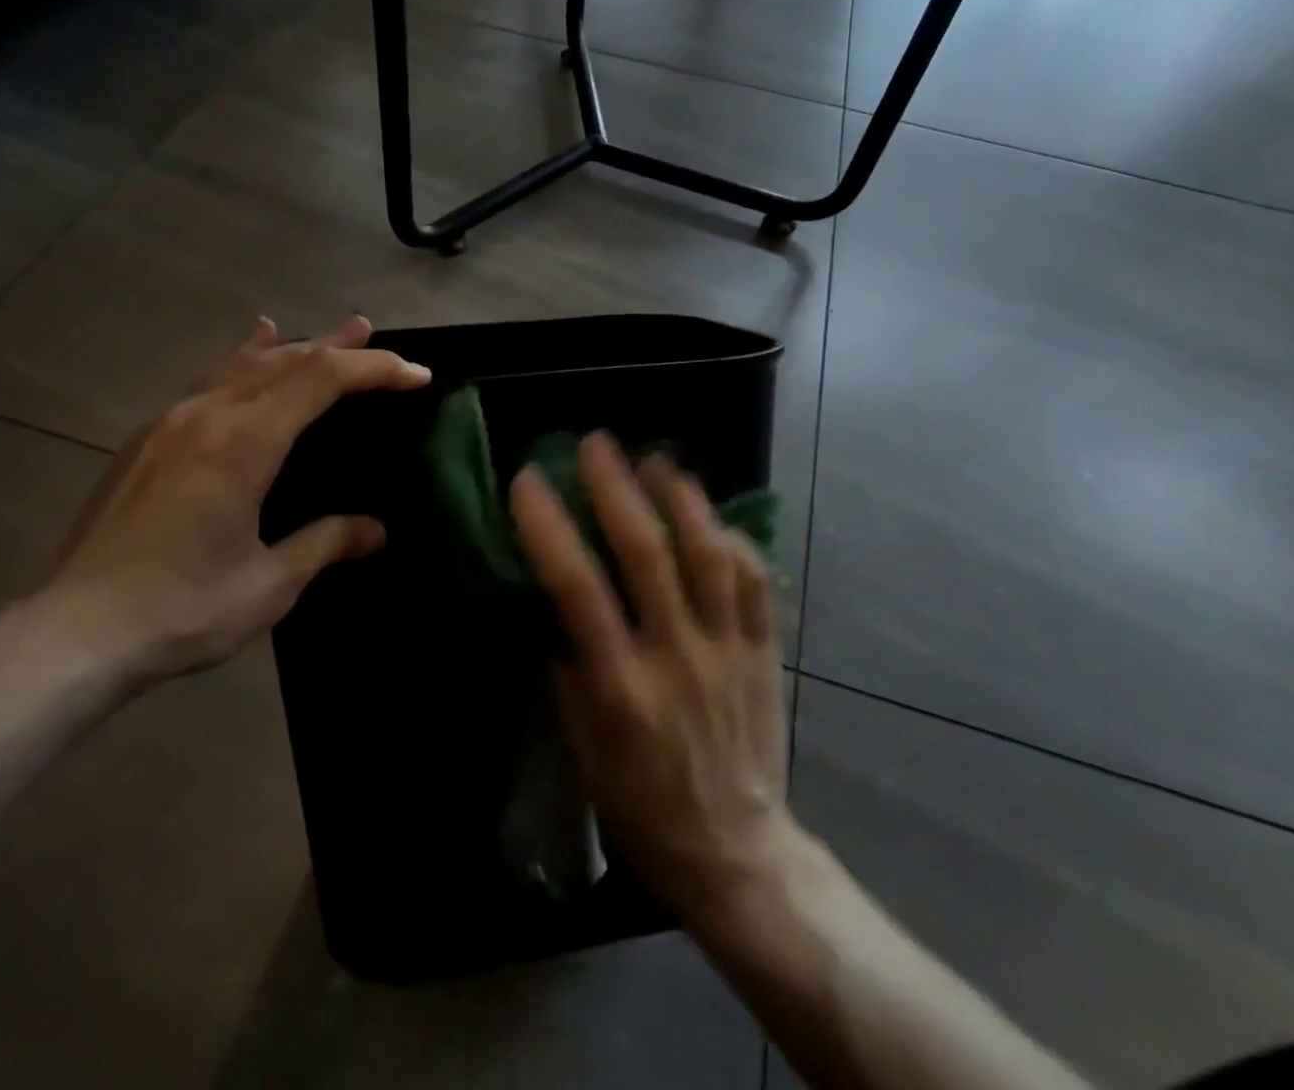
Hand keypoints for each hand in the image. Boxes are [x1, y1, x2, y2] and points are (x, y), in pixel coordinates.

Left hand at [26, 316, 430, 688]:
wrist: (73, 633)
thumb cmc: (182, 609)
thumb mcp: (269, 583)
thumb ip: (326, 543)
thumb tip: (376, 530)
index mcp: (245, 441)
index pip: (322, 379)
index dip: (375, 369)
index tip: (416, 375)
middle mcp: (208, 414)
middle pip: (285, 359)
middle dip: (336, 346)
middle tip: (373, 334)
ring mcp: (171, 422)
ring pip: (243, 364)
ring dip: (292, 346)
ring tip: (325, 335)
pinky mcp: (148, 440)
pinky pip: (209, 381)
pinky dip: (242, 360)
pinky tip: (247, 350)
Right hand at [509, 434, 792, 922]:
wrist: (736, 850)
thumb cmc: (641, 804)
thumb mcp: (584, 749)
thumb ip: (571, 670)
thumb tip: (557, 603)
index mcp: (621, 687)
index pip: (578, 589)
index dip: (550, 528)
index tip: (529, 481)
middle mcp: (676, 655)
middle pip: (648, 554)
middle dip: (617, 488)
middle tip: (596, 443)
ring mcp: (728, 649)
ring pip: (709, 554)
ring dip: (681, 498)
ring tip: (656, 459)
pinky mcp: (765, 651)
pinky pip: (755, 580)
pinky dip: (732, 539)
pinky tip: (710, 515)